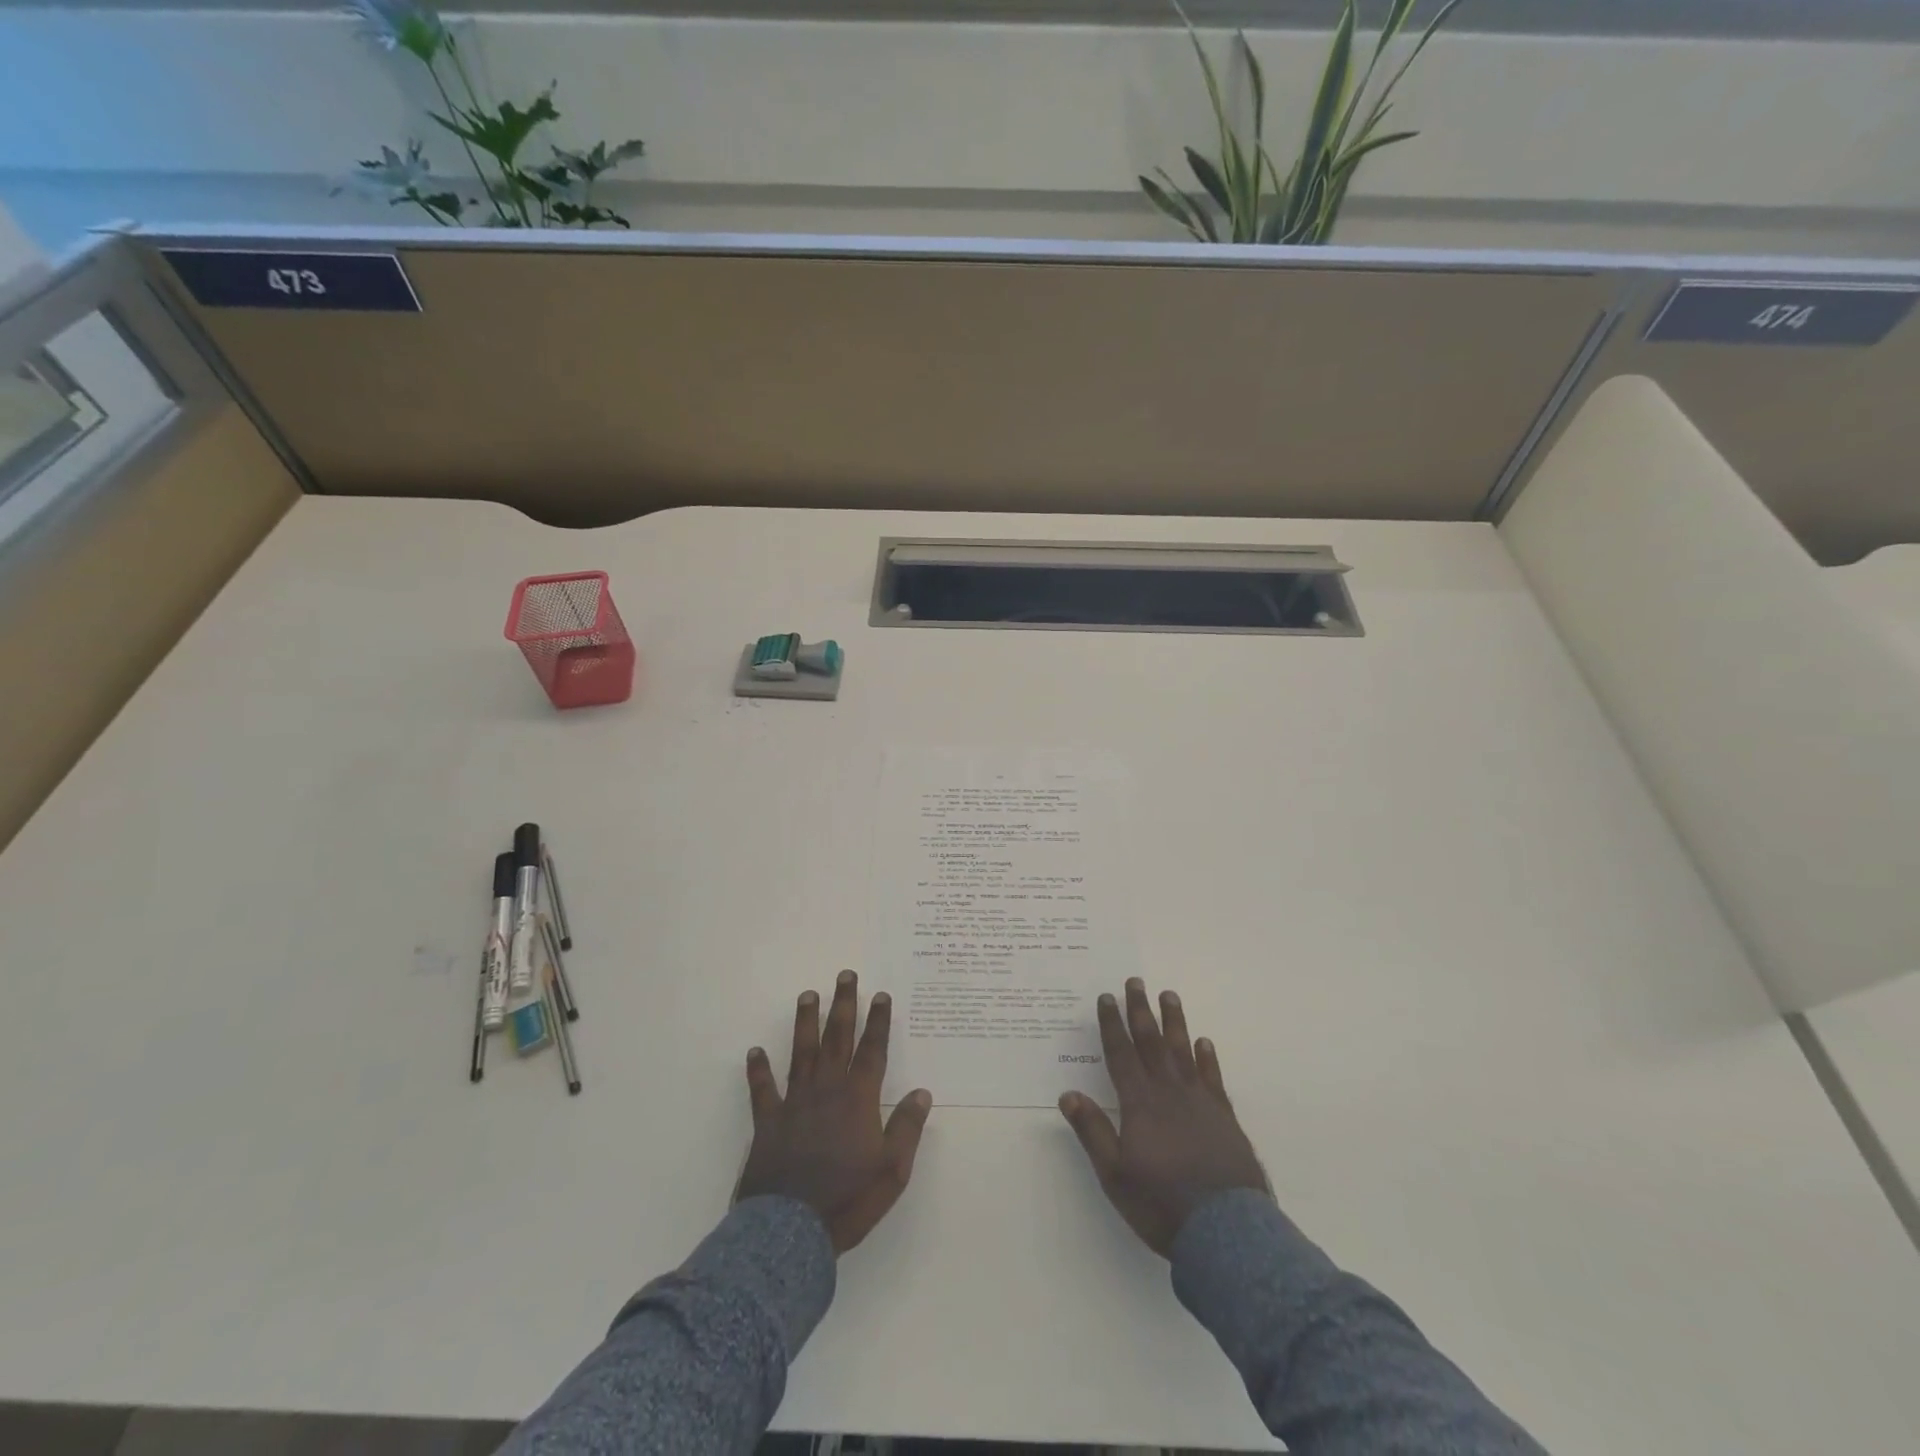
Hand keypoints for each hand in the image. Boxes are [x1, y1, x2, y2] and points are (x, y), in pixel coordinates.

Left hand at [736, 970, 933, 1253]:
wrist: (791, 1232)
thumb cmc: (849, 1200)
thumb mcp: (892, 1170)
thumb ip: (907, 1128)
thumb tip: (922, 1092)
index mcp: (859, 1099)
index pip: (872, 1051)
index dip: (878, 1022)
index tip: (881, 995)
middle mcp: (827, 1090)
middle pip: (837, 1039)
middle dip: (843, 1006)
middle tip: (844, 975)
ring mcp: (795, 1103)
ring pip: (801, 1052)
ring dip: (805, 1022)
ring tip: (807, 995)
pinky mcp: (768, 1123)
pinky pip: (763, 1090)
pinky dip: (758, 1070)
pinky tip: (755, 1051)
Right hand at [1059, 978, 1268, 1256]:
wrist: (1226, 1231)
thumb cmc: (1162, 1203)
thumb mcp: (1115, 1174)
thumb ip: (1092, 1131)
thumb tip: (1068, 1093)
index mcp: (1140, 1103)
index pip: (1121, 1054)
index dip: (1111, 1024)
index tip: (1106, 997)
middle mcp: (1169, 1092)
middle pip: (1151, 1042)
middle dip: (1140, 1011)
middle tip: (1136, 982)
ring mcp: (1200, 1102)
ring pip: (1183, 1050)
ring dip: (1174, 1022)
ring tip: (1169, 995)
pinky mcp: (1224, 1117)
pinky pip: (1212, 1077)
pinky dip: (1207, 1057)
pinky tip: (1204, 1042)